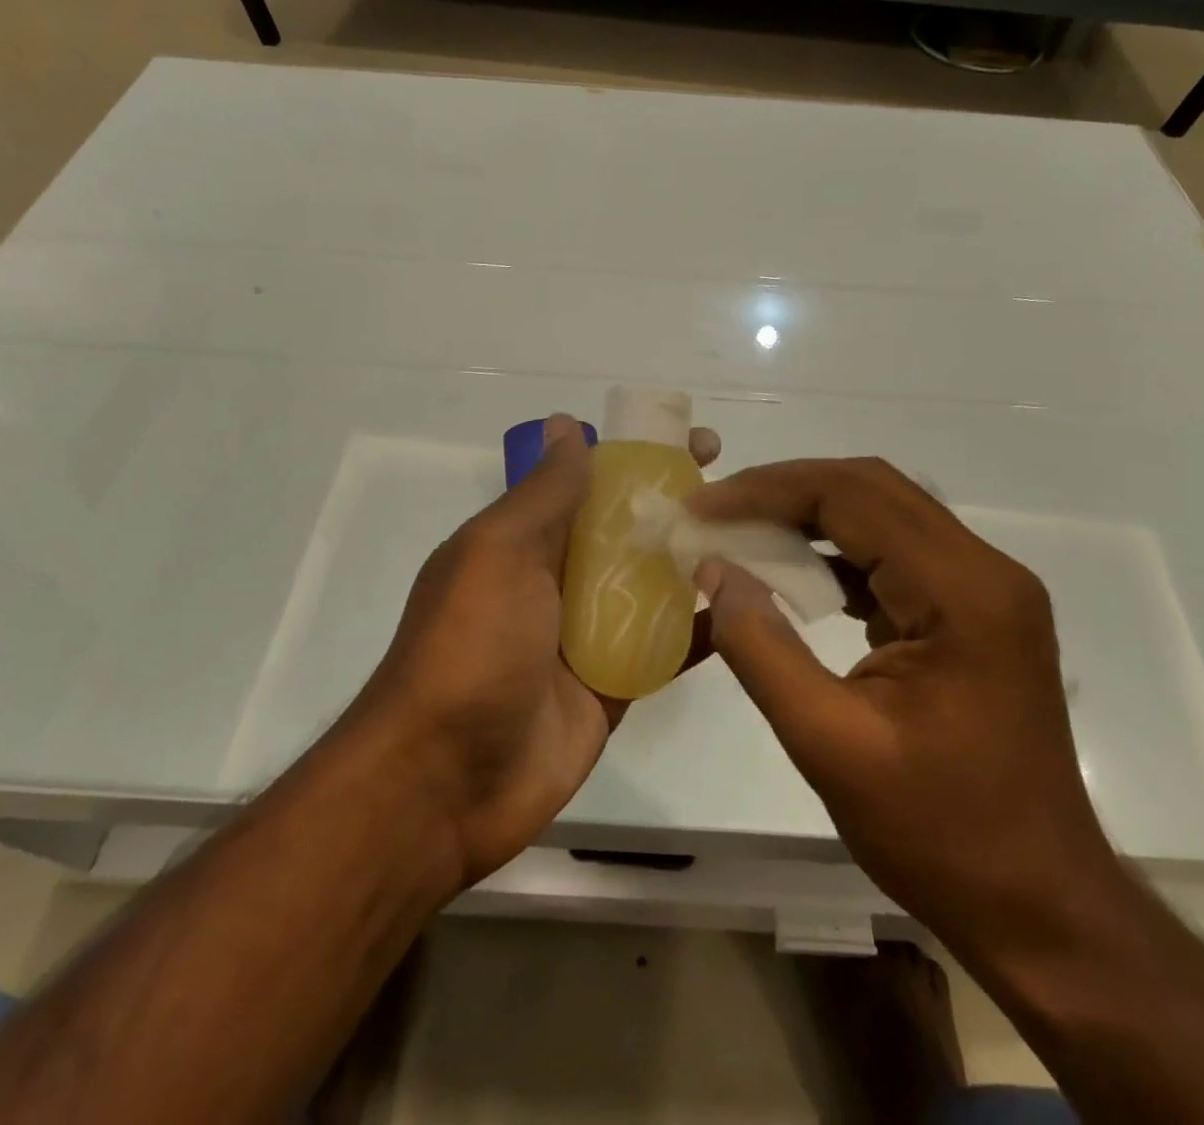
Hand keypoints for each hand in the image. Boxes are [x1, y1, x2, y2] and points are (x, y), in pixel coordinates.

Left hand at [354, 415, 720, 888]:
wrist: (444, 781)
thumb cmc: (469, 646)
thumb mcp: (499, 552)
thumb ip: (543, 493)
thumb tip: (566, 423)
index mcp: (525, 540)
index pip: (592, 481)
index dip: (640, 457)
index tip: (695, 440)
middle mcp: (557, 580)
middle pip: (629, 530)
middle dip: (679, 505)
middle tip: (741, 490)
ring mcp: (587, 635)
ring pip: (653, 585)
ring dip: (698, 561)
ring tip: (760, 537)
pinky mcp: (613, 686)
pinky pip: (663, 648)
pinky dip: (701, 627)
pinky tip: (749, 605)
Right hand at [684, 458, 1115, 947]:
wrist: (1040, 905)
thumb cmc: (941, 834)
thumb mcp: (829, 744)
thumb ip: (762, 648)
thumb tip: (713, 569)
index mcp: (963, 592)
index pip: (853, 497)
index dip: (767, 491)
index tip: (701, 508)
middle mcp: (984, 570)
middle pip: (872, 489)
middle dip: (784, 490)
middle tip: (716, 511)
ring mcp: (985, 589)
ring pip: (883, 513)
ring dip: (808, 514)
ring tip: (740, 531)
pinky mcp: (972, 612)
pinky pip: (895, 553)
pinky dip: (835, 550)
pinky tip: (790, 573)